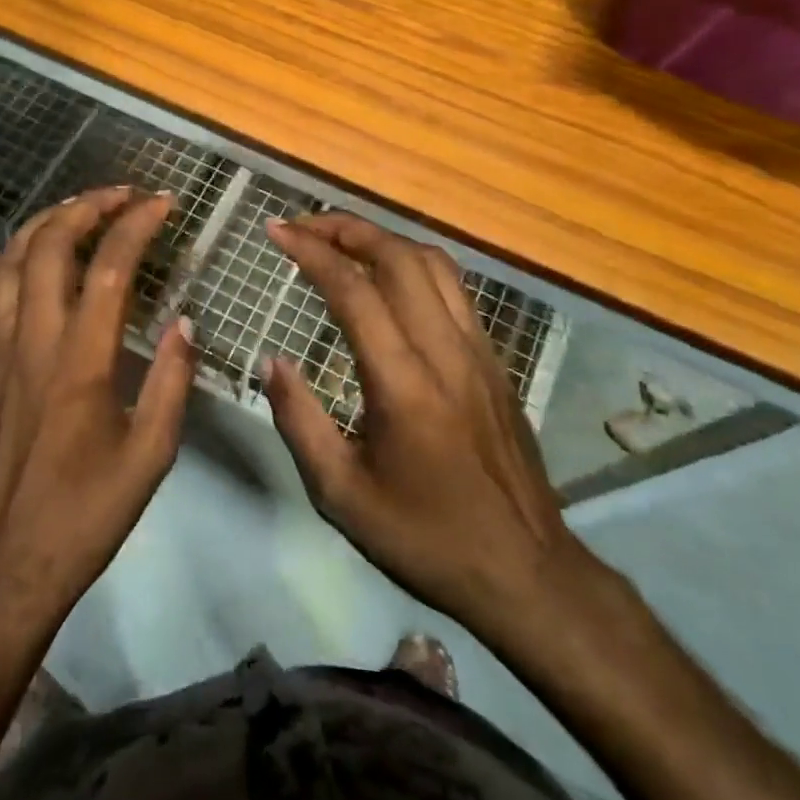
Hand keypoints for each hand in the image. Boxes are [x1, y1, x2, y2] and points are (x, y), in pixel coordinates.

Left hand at [0, 187, 195, 633]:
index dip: (136, 223)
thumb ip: (170, 382)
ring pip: (6, 261)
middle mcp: (28, 341)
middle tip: (120, 196)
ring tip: (75, 214)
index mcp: (80, 361)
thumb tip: (184, 322)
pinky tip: (16, 266)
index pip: (109, 265)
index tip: (161, 203)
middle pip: (49, 244)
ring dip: (43, 225)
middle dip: (87, 205)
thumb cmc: (81, 518)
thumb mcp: (149, 458)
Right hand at [263, 212, 590, 648]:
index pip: (354, 291)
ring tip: (342, 239)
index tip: (277, 230)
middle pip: (399, 258)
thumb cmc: (426, 537)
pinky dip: (413, 263)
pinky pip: (454, 289)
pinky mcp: (495, 360)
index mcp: (403, 384)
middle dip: (346, 228)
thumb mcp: (342, 495)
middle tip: (303, 226)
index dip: (312, 251)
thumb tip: (272, 361)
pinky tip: (390, 278)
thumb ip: (299, 421)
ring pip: (433, 264)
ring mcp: (478, 351)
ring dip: (383, 239)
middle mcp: (445, 351)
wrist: (527, 573)